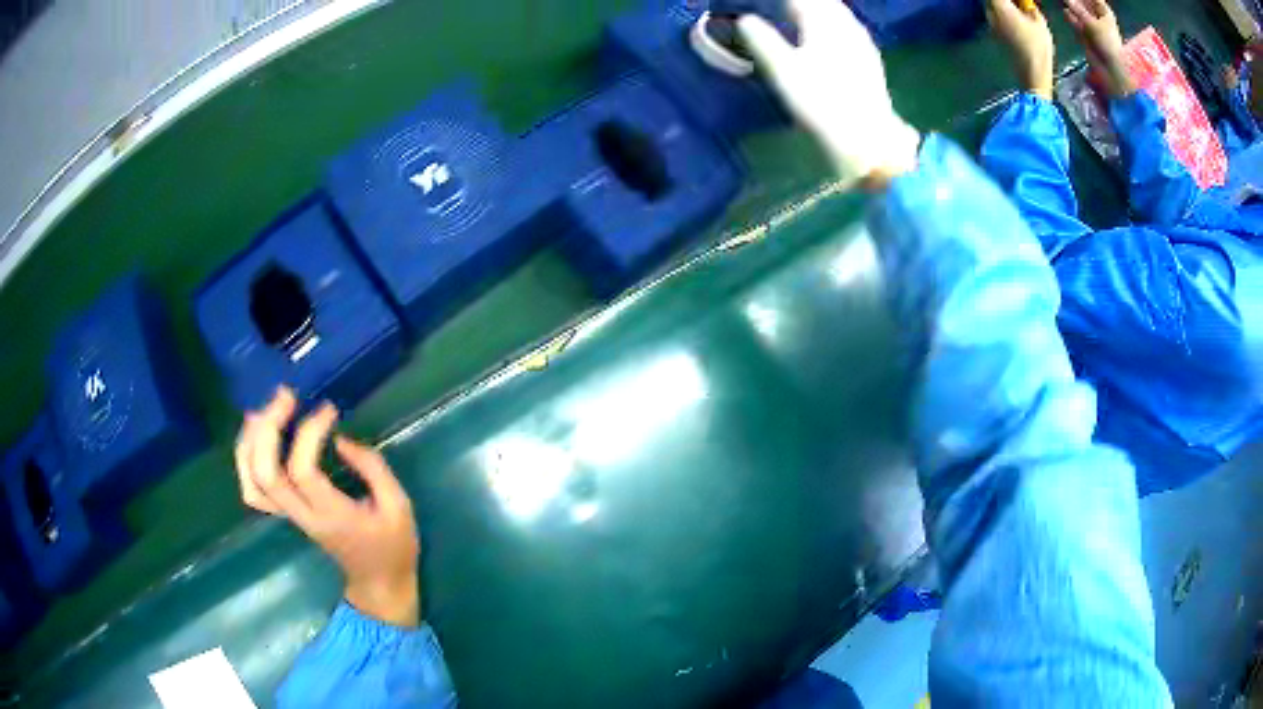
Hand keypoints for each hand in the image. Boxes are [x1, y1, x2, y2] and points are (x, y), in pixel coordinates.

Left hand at [235, 387, 420, 626]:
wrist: (379, 582)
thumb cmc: (393, 546)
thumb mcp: (399, 506)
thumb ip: (372, 469)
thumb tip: (339, 439)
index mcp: (332, 516)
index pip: (302, 471)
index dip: (309, 433)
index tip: (329, 409)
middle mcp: (303, 516)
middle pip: (265, 473)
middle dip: (269, 428)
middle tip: (285, 396)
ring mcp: (291, 518)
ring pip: (252, 482)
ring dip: (250, 442)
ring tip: (262, 410)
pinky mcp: (287, 515)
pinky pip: (254, 491)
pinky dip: (246, 461)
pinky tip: (256, 436)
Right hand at [738, 0, 919, 188]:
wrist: (869, 139)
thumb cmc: (822, 103)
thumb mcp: (783, 71)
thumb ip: (762, 40)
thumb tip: (745, 19)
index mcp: (822, 22)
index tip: (762, 2)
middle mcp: (845, 26)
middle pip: (823, 2)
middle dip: (803, 1)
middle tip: (785, 5)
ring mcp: (861, 43)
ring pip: (838, 13)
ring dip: (821, 9)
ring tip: (802, 12)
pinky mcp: (871, 60)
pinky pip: (849, 28)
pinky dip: (834, 23)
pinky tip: (830, 34)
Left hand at [987, 0, 1054, 99]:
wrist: (1033, 75)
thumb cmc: (1039, 49)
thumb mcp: (1040, 22)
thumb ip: (1029, 7)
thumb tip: (1026, 3)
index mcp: (1001, 7)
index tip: (1019, 1)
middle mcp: (991, 14)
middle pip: (991, 0)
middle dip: (1005, 1)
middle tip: (1020, 5)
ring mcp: (991, 25)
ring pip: (991, 7)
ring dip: (1003, 6)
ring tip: (1019, 12)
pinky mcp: (994, 35)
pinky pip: (995, 18)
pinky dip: (1003, 16)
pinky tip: (1016, 22)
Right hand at [1064, 0, 1136, 97]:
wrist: (1109, 69)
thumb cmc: (1105, 44)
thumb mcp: (1091, 23)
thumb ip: (1077, 9)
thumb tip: (1067, 0)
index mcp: (1106, 15)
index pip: (1096, 0)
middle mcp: (1100, 20)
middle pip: (1087, 5)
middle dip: (1078, 1)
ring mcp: (1093, 29)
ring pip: (1081, 13)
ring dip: (1073, 7)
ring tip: (1065, 1)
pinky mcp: (1087, 36)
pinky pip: (1078, 23)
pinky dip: (1072, 18)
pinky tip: (1065, 12)